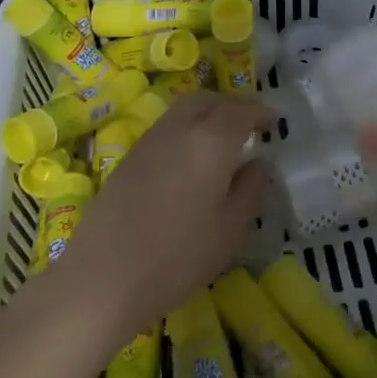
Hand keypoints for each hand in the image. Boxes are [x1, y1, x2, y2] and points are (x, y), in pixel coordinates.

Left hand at [54, 93, 272, 342]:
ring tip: (221, 141)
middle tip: (249, 126)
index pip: (243, 110)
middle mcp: (180, 128)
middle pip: (209, 100)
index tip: (275, 123)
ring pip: (184, 110)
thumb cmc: (177, 258)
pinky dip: (186, 130)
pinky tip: (190, 160)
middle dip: (232, 106)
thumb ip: (250, 190)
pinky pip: (167, 128)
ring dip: (207, 114)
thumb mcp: (230, 231)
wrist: (102, 278)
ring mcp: (150, 140)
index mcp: (211, 140)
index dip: (261, 112)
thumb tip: (255, 164)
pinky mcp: (129, 157)